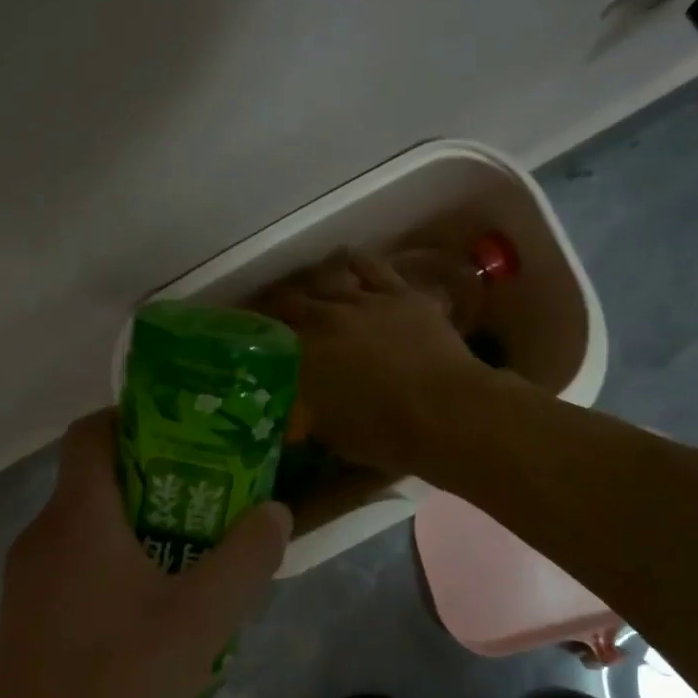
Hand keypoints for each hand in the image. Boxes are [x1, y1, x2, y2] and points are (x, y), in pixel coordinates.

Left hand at [0, 411, 290, 697]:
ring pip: (87, 532)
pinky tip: (154, 621)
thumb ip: (246, 557)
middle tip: (212, 501)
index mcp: (75, 519)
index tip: (188, 434)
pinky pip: (74, 573)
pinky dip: (115, 571)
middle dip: (156, 481)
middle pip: (96, 481)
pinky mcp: (23, 627)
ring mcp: (23, 586)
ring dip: (139, 532)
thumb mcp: (202, 620)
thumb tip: (276, 512)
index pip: (92, 432)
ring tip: (194, 561)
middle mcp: (40, 539)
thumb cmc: (118, 688)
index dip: (136, 417)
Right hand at [261, 251, 484, 473]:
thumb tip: (297, 412)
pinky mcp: (402, 294)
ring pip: (331, 279)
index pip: (269, 333)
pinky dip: (358, 265)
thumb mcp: (332, 433)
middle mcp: (328, 317)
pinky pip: (373, 267)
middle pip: (295, 301)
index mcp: (305, 353)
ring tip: (313, 288)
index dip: (257, 332)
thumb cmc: (385, 433)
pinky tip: (352, 264)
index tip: (251, 336)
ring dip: (317, 283)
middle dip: (282, 307)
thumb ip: (309, 413)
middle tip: (278, 314)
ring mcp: (367, 300)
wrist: (446, 412)